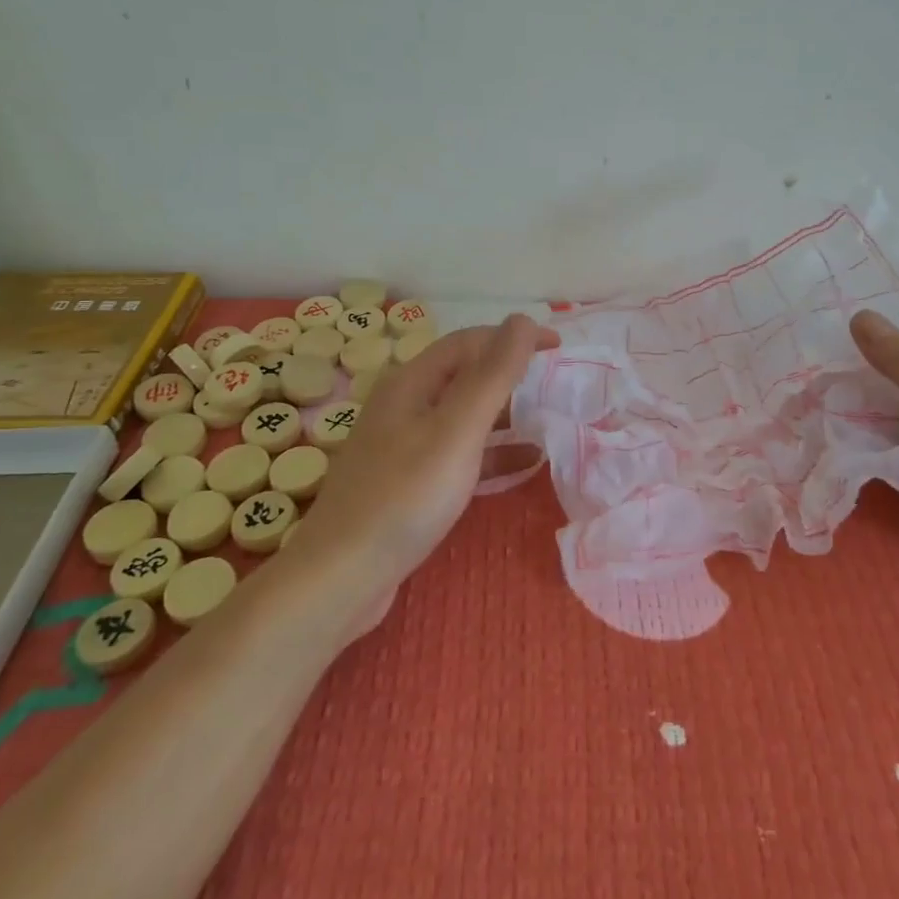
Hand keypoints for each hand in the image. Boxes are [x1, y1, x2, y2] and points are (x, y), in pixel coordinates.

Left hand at [293, 316, 557, 627]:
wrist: (340, 579)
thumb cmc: (404, 497)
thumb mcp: (456, 431)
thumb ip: (492, 376)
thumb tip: (522, 320)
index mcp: (411, 384)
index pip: (468, 343)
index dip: (513, 338)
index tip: (558, 348)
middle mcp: (404, 407)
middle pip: (464, 376)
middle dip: (510, 374)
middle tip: (555, 383)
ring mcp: (404, 447)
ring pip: (463, 417)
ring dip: (505, 414)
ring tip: (547, 420)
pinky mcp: (409, 483)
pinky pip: (459, 454)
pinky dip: (492, 452)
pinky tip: (525, 465)